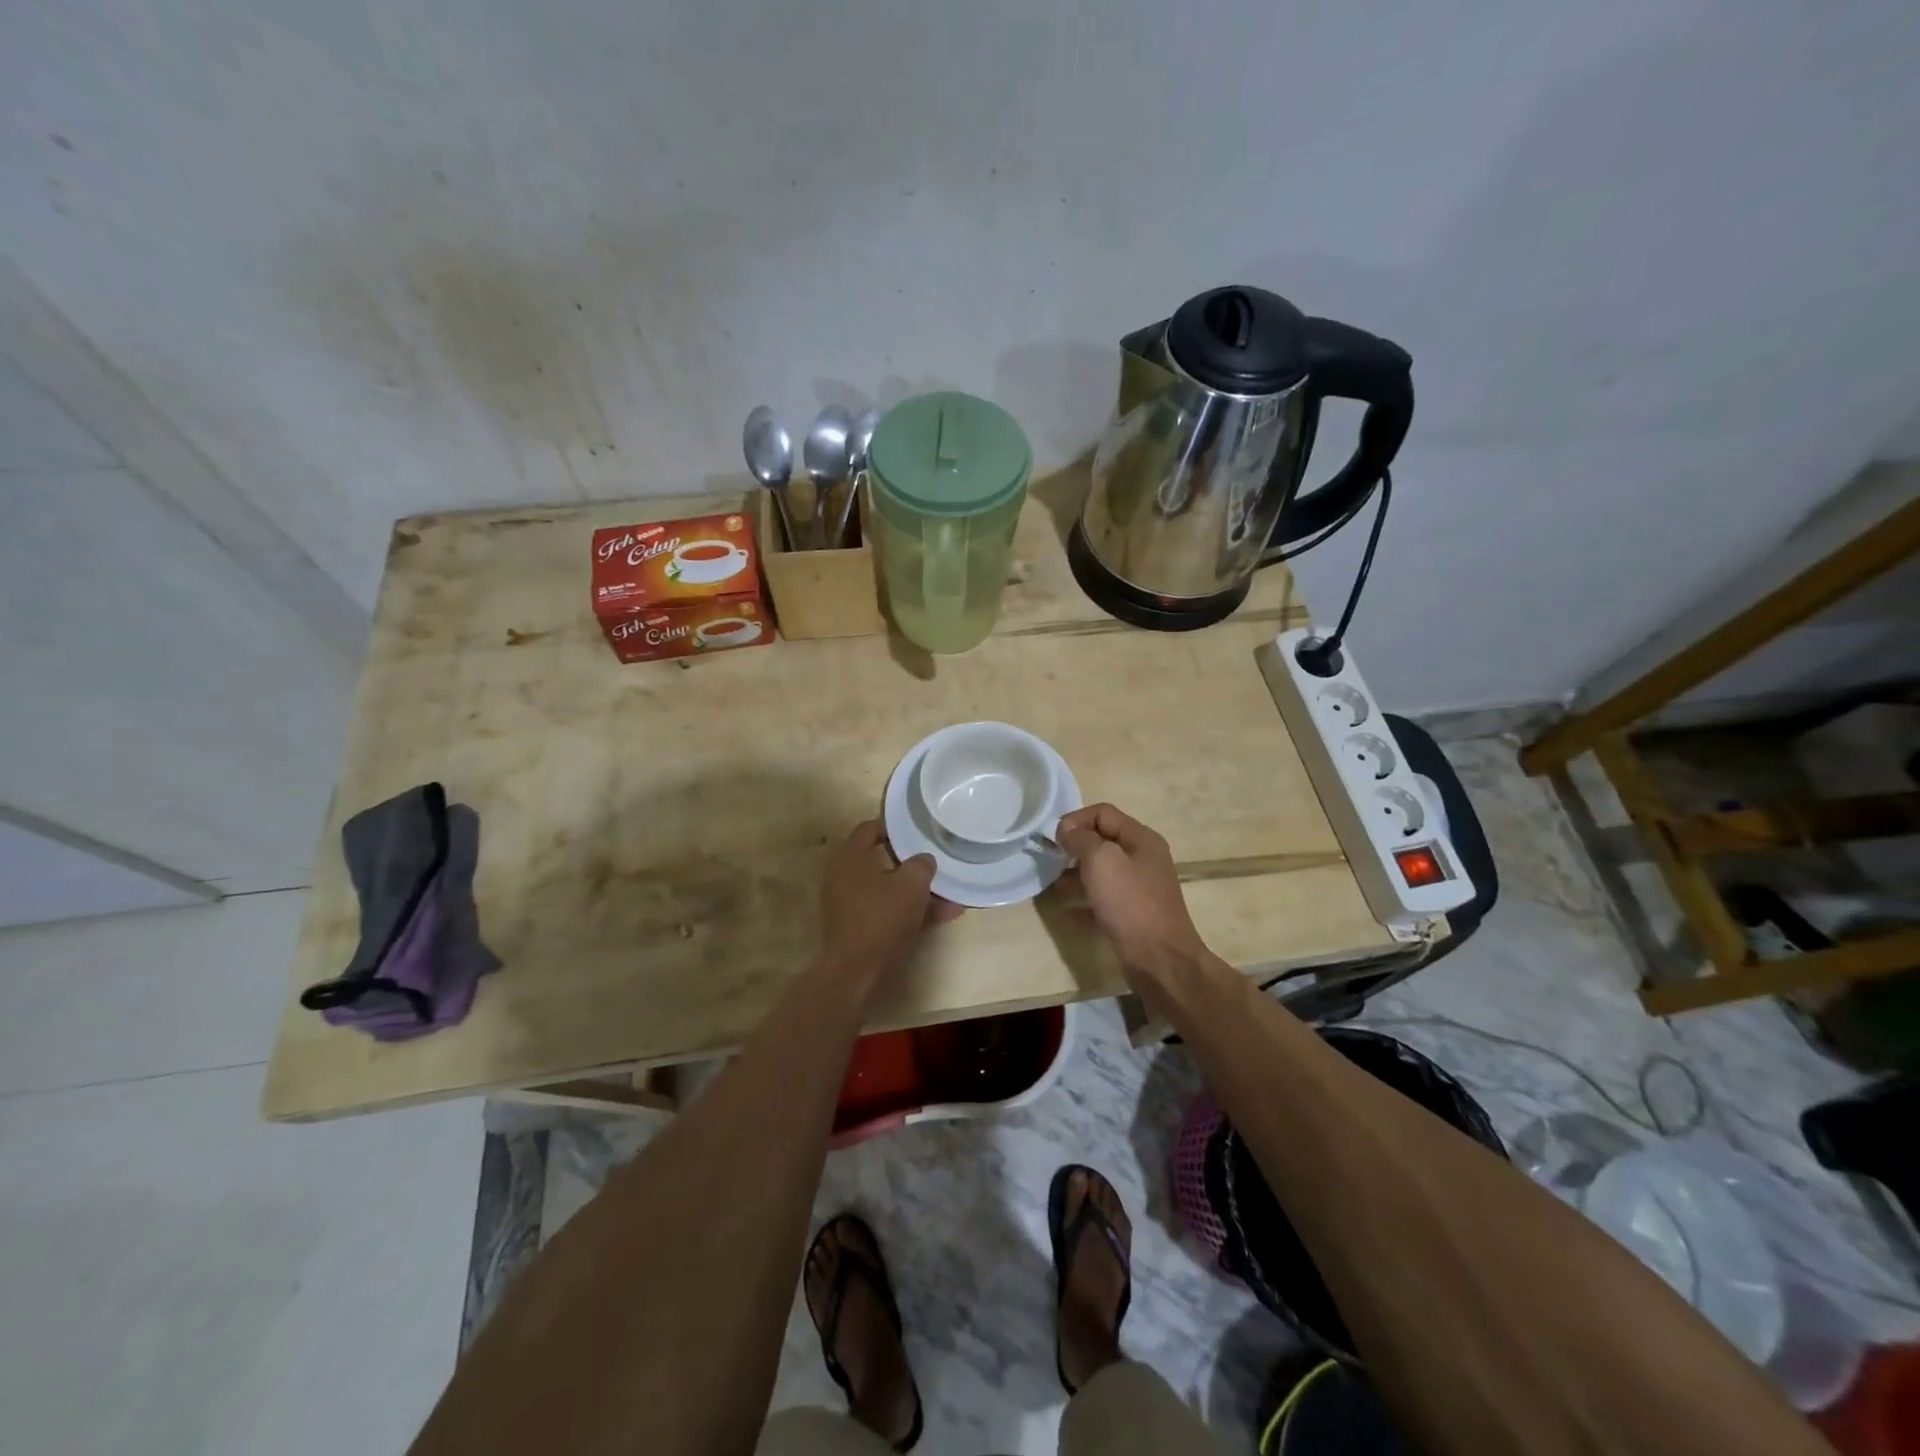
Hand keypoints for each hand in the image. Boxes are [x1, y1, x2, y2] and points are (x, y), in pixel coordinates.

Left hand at [820, 821, 961, 981]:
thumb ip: (921, 864)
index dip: (895, 826)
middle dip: (912, 863)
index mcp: (850, 856)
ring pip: (889, 889)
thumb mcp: (912, 883)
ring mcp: (850, 904)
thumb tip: (923, 860)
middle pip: (882, 860)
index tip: (919, 829)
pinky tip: (945, 916)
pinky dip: (912, 911)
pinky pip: (889, 911)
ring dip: (917, 891)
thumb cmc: (882, 916)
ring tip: (952, 894)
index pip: (870, 828)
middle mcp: (844, 876)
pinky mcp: (858, 928)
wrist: (857, 971)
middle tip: (935, 861)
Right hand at [1055, 803, 1207, 979]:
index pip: (1103, 813)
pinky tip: (1066, 911)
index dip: (1075, 819)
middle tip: (1050, 859)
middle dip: (1074, 846)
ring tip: (1053, 884)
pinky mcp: (1133, 913)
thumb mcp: (1101, 860)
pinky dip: (1084, 900)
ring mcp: (1139, 887)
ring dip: (1075, 873)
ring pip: (1101, 870)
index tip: (1053, 839)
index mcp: (1141, 839)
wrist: (1159, 959)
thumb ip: (1081, 838)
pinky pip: (1103, 898)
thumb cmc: (1130, 902)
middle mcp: (1143, 858)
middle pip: (1102, 840)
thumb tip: (1067, 830)